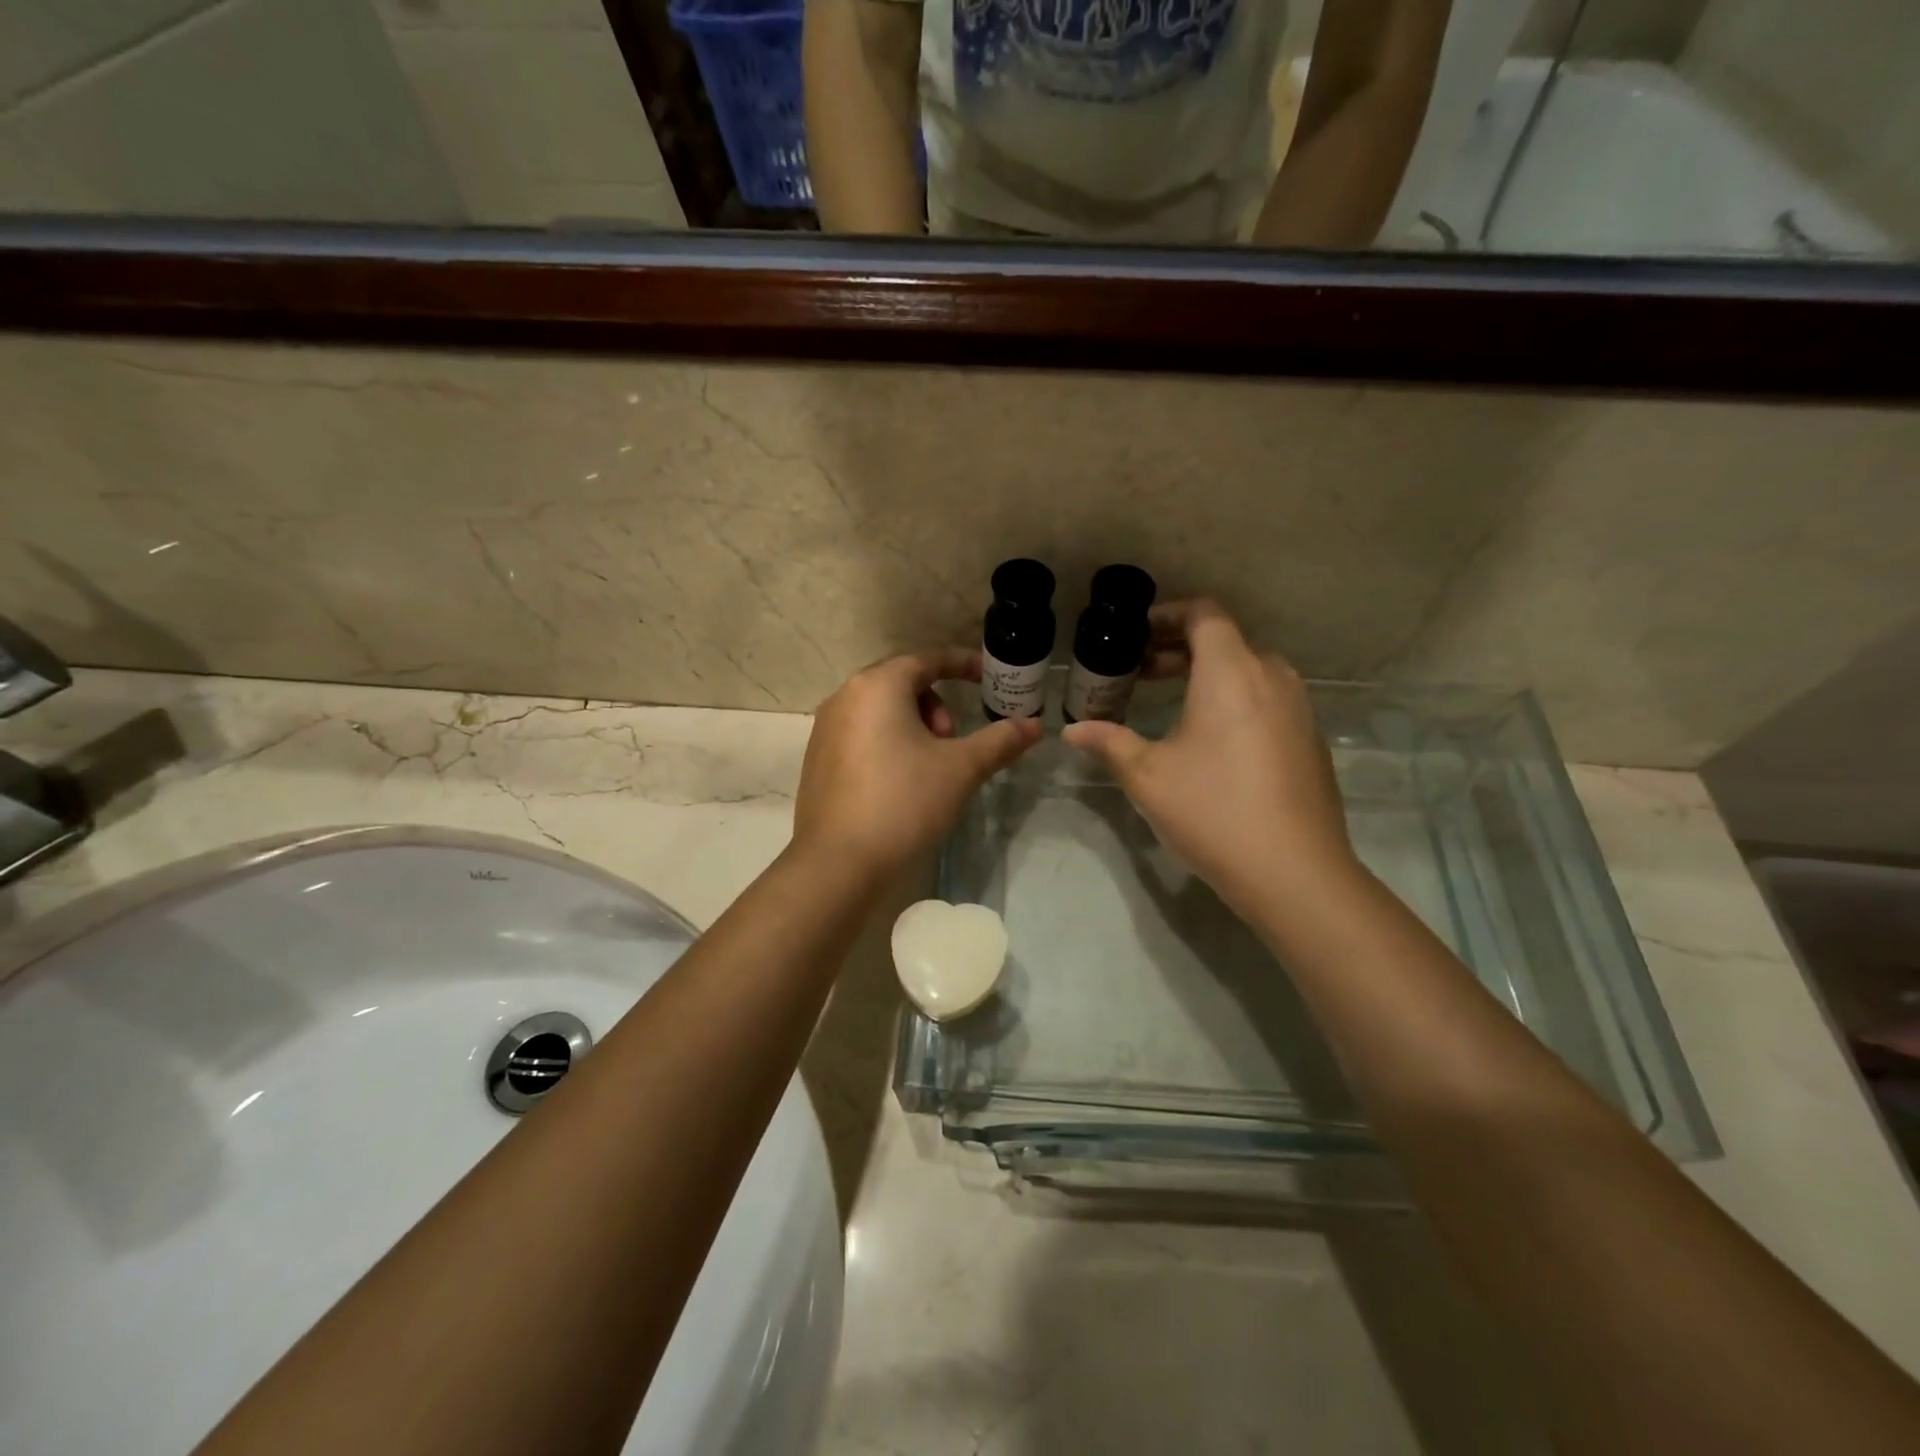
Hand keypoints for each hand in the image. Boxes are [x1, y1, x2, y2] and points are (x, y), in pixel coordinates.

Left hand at [793, 648, 1041, 879]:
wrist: (838, 863)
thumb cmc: (903, 802)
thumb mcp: (960, 769)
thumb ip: (999, 741)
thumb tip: (1034, 725)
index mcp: (878, 686)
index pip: (927, 660)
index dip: (962, 664)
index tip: (987, 677)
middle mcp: (845, 697)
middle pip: (901, 683)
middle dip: (936, 704)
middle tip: (952, 741)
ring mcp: (825, 729)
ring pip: (880, 710)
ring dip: (913, 725)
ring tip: (929, 766)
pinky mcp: (817, 760)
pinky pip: (861, 734)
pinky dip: (887, 743)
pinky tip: (900, 783)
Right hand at [1062, 600, 1360, 915]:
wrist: (1294, 873)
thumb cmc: (1212, 811)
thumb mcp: (1147, 776)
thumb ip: (1108, 742)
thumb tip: (1072, 731)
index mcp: (1231, 672)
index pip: (1204, 614)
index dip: (1168, 614)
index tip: (1137, 635)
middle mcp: (1272, 678)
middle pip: (1226, 641)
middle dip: (1181, 649)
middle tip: (1142, 672)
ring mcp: (1298, 709)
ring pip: (1250, 671)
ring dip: (1209, 675)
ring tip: (1173, 703)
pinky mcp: (1310, 740)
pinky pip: (1268, 700)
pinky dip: (1236, 700)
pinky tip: (1212, 741)